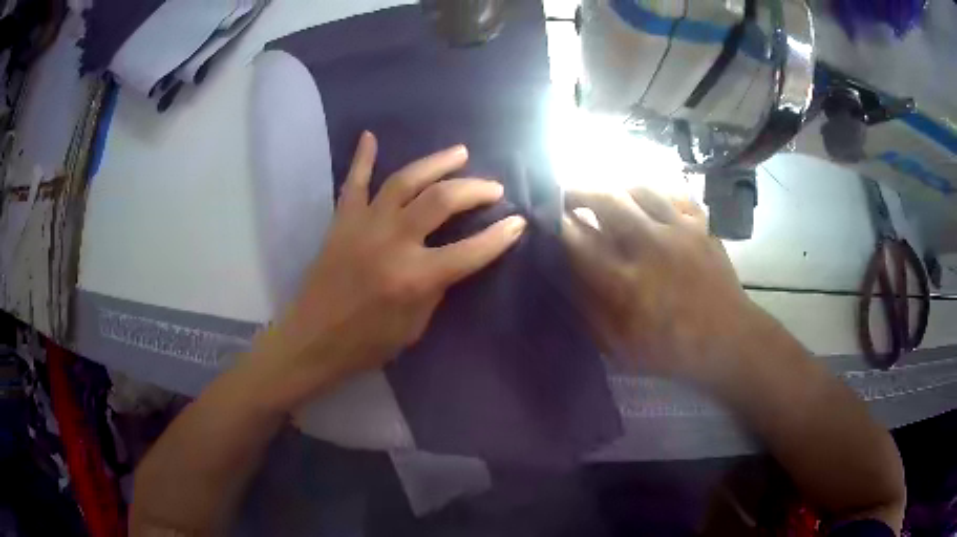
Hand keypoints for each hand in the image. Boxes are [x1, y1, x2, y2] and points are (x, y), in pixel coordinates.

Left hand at [252, 132, 526, 410]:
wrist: (313, 339)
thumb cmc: (366, 343)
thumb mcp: (414, 326)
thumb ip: (436, 287)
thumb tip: (451, 258)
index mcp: (414, 278)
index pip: (470, 251)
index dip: (500, 236)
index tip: (518, 222)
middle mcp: (392, 243)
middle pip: (441, 201)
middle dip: (474, 190)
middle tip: (493, 187)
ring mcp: (364, 226)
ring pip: (405, 181)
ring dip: (436, 163)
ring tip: (460, 153)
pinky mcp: (342, 221)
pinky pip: (353, 182)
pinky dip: (362, 158)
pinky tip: (370, 136)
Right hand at [561, 187, 762, 384]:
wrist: (727, 340)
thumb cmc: (670, 349)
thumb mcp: (618, 344)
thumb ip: (588, 308)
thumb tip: (565, 274)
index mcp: (625, 281)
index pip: (579, 237)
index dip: (558, 222)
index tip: (548, 216)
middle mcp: (649, 246)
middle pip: (606, 199)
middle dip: (579, 192)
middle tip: (569, 195)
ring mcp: (679, 230)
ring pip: (639, 188)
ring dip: (615, 187)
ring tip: (606, 194)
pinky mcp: (700, 226)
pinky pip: (674, 194)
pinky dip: (656, 193)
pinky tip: (649, 201)